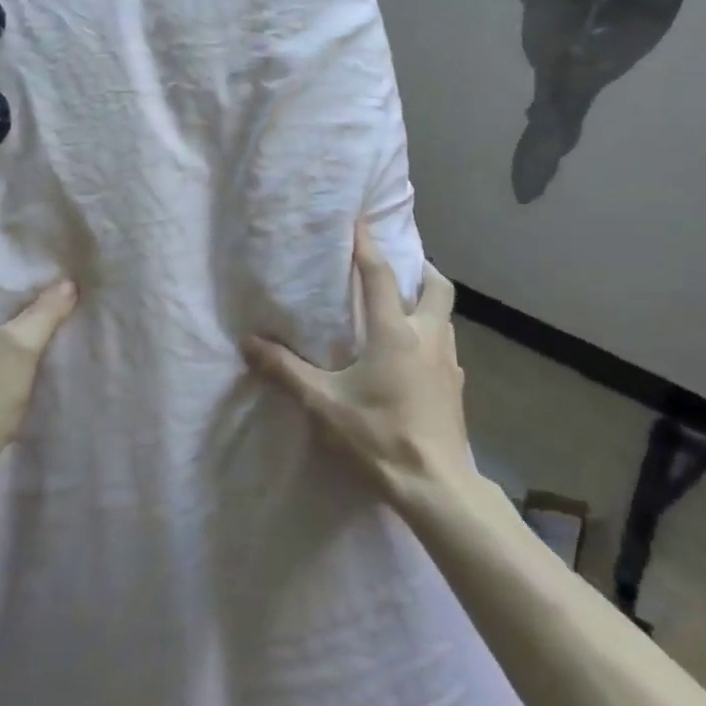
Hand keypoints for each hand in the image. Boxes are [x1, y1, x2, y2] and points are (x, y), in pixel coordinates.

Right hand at [244, 224, 469, 501]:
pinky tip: (415, 358)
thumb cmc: (379, 437)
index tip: (359, 219)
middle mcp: (428, 336)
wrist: (437, 487)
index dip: (367, 245)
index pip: (380, 275)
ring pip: (446, 316)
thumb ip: (285, 371)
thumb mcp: (323, 404)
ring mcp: (450, 362)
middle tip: (399, 266)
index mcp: (395, 332)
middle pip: (437, 286)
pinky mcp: (457, 387)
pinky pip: (447, 346)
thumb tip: (248, 342)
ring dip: (428, 303)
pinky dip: (433, 336)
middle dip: (420, 268)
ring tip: (403, 309)